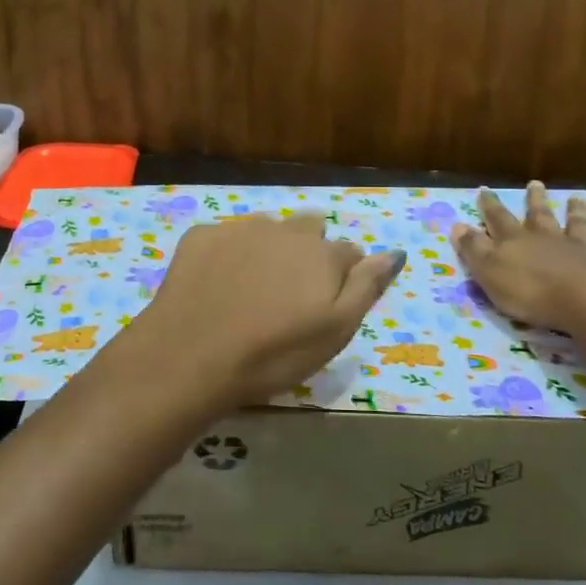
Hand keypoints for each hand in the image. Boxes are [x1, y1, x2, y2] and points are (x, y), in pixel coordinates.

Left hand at [121, 214, 405, 412]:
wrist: (191, 356)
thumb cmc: (274, 354)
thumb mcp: (336, 331)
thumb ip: (366, 287)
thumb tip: (394, 253)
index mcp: (322, 253)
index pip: (349, 252)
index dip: (343, 277)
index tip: (325, 305)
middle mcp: (284, 229)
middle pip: (308, 230)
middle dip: (307, 253)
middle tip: (289, 296)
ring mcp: (238, 229)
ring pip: (267, 231)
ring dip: (268, 250)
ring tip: (252, 291)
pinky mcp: (200, 236)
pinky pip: (225, 238)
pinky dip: (227, 255)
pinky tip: (216, 287)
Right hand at [451, 184, 585, 331]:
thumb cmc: (532, 292)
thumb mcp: (489, 273)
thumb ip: (474, 249)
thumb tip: (457, 225)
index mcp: (517, 242)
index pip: (498, 220)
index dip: (490, 206)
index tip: (485, 190)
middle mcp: (550, 239)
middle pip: (540, 217)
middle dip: (534, 201)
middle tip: (535, 184)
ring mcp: (583, 250)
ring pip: (579, 226)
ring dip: (577, 212)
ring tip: (577, 198)